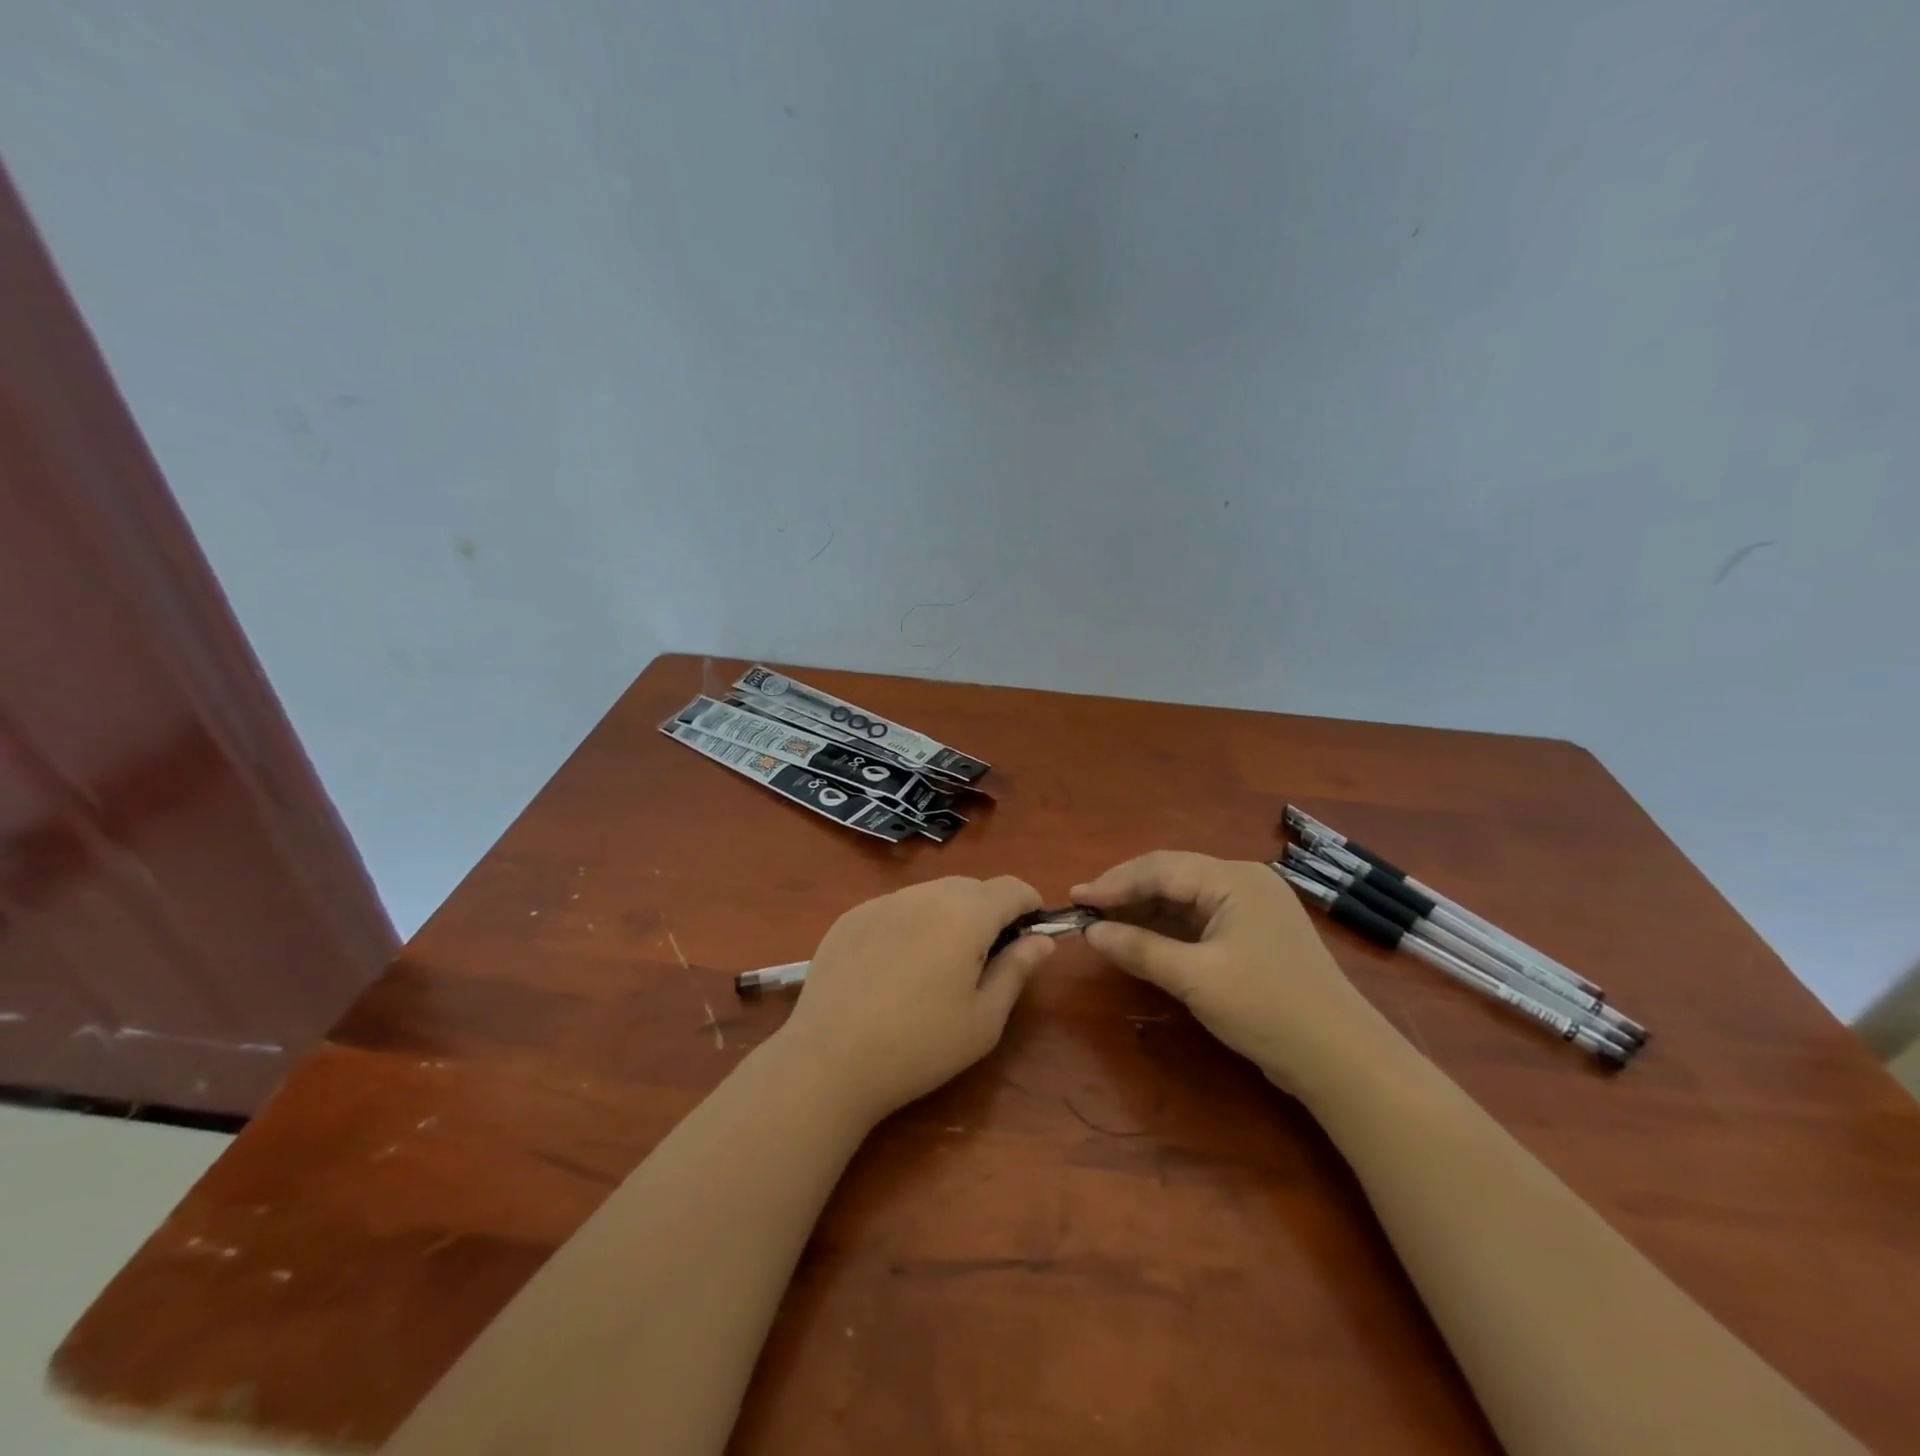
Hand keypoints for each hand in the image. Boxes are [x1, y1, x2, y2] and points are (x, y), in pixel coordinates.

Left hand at [777, 876, 1055, 1123]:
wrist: (830, 1061)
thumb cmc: (920, 1045)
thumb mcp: (984, 1019)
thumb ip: (1017, 969)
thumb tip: (1042, 940)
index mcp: (965, 914)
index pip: (1011, 887)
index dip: (1028, 906)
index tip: (1029, 936)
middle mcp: (925, 893)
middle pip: (971, 887)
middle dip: (988, 912)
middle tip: (983, 961)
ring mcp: (882, 902)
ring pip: (931, 894)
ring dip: (947, 916)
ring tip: (936, 966)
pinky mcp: (850, 917)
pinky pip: (895, 908)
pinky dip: (909, 924)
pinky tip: (894, 969)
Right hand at [1073, 851, 1392, 1094]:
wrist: (1341, 1059)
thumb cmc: (1266, 1009)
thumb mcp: (1196, 979)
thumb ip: (1139, 949)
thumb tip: (1090, 932)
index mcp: (1234, 879)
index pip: (1160, 868)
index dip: (1113, 883)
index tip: (1074, 898)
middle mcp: (1242, 881)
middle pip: (1171, 876)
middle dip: (1126, 893)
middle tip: (1084, 910)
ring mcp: (1250, 907)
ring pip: (1183, 898)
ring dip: (1144, 910)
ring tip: (1103, 924)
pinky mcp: (1252, 933)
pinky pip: (1198, 919)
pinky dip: (1166, 928)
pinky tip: (1140, 938)